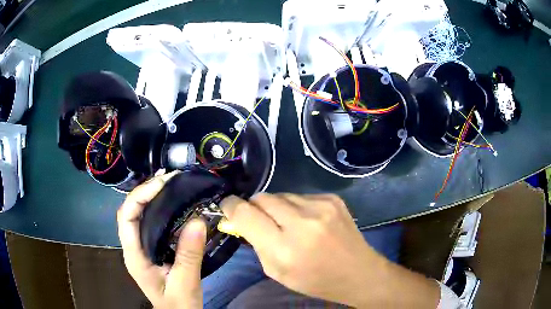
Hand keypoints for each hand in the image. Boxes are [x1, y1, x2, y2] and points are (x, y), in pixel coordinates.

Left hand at [117, 172, 205, 308]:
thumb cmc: (178, 304)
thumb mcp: (186, 284)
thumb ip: (189, 256)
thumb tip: (198, 220)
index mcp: (135, 256)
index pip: (126, 217)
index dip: (139, 196)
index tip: (162, 184)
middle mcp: (133, 248)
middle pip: (129, 212)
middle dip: (144, 191)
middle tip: (168, 179)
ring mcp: (140, 248)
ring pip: (137, 215)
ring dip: (150, 197)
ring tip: (170, 185)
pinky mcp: (150, 249)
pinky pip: (149, 223)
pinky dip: (157, 209)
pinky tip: (171, 204)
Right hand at [220, 193, 439, 307]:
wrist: (357, 272)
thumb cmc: (314, 280)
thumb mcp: (276, 271)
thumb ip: (255, 243)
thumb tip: (240, 219)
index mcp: (284, 248)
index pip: (245, 213)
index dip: (231, 206)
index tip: (227, 206)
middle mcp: (302, 222)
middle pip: (262, 198)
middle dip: (254, 206)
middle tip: (258, 219)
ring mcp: (321, 206)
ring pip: (281, 195)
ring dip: (276, 207)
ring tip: (287, 223)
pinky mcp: (332, 198)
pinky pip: (300, 196)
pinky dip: (296, 207)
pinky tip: (307, 221)